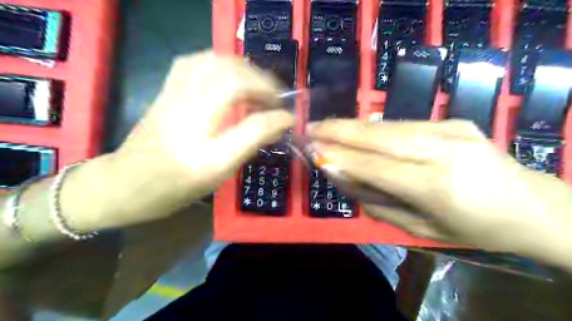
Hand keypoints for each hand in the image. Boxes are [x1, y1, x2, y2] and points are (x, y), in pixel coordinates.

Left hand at [64, 51, 291, 229]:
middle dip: (262, 81)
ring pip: (214, 61)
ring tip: (260, 88)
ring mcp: (174, 90)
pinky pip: (197, 62)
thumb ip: (252, 139)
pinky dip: (222, 64)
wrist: (127, 183)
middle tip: (277, 101)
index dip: (273, 105)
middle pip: (230, 71)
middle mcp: (186, 99)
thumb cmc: (176, 184)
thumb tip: (283, 120)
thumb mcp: (220, 169)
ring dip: (245, 70)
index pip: (244, 97)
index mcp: (198, 124)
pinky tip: (231, 78)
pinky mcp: (168, 89)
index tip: (289, 117)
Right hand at [312, 119, 571, 254]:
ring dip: (352, 126)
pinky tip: (358, 131)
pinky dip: (374, 128)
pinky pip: (403, 124)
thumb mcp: (420, 228)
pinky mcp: (454, 121)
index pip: (374, 165)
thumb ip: (376, 202)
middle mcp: (443, 150)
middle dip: (338, 130)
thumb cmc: (473, 229)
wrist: (531, 205)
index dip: (339, 156)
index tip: (311, 149)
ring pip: (388, 125)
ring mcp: (451, 129)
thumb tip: (340, 175)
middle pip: (378, 136)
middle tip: (310, 127)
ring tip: (326, 127)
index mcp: (437, 186)